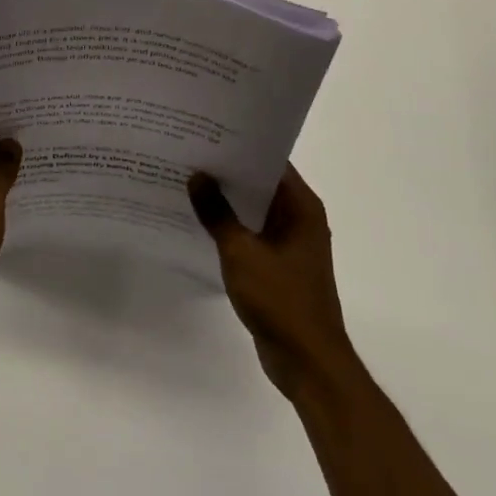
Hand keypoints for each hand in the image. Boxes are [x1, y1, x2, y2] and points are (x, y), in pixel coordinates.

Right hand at [189, 166, 353, 398]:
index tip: (207, 133)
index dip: (240, 145)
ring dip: (226, 200)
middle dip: (227, 171)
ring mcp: (290, 244)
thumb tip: (197, 176)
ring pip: (253, 209)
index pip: (270, 161)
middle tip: (189, 152)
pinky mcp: (278, 266)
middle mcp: (300, 219)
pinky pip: (251, 233)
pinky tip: (199, 221)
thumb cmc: (281, 300)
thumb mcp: (241, 252)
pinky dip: (230, 226)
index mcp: (301, 208)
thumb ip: (217, 213)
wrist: (308, 363)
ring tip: (187, 181)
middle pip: (260, 183)